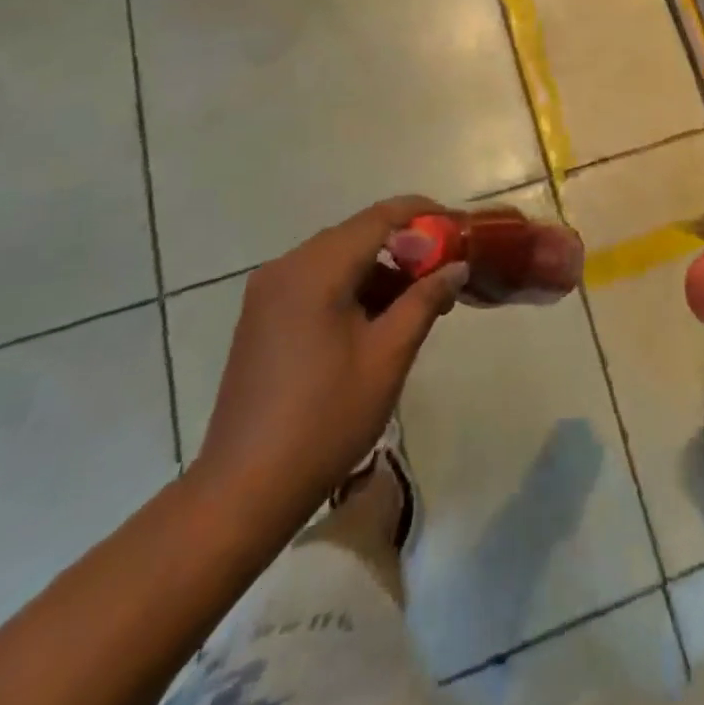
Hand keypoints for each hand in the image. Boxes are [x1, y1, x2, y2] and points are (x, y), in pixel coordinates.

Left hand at [187, 196, 466, 529]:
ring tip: (417, 306)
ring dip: (380, 271)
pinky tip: (376, 322)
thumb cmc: (325, 418)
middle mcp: (286, 267)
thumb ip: (426, 300)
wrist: (243, 491)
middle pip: (358, 235)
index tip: (460, 227)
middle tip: (445, 274)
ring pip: (338, 259)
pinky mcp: (261, 317)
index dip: (424, 214)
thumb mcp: (388, 356)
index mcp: (315, 270)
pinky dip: (352, 288)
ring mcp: (267, 293)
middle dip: (406, 248)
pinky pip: (316, 282)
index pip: (380, 217)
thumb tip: (457, 266)